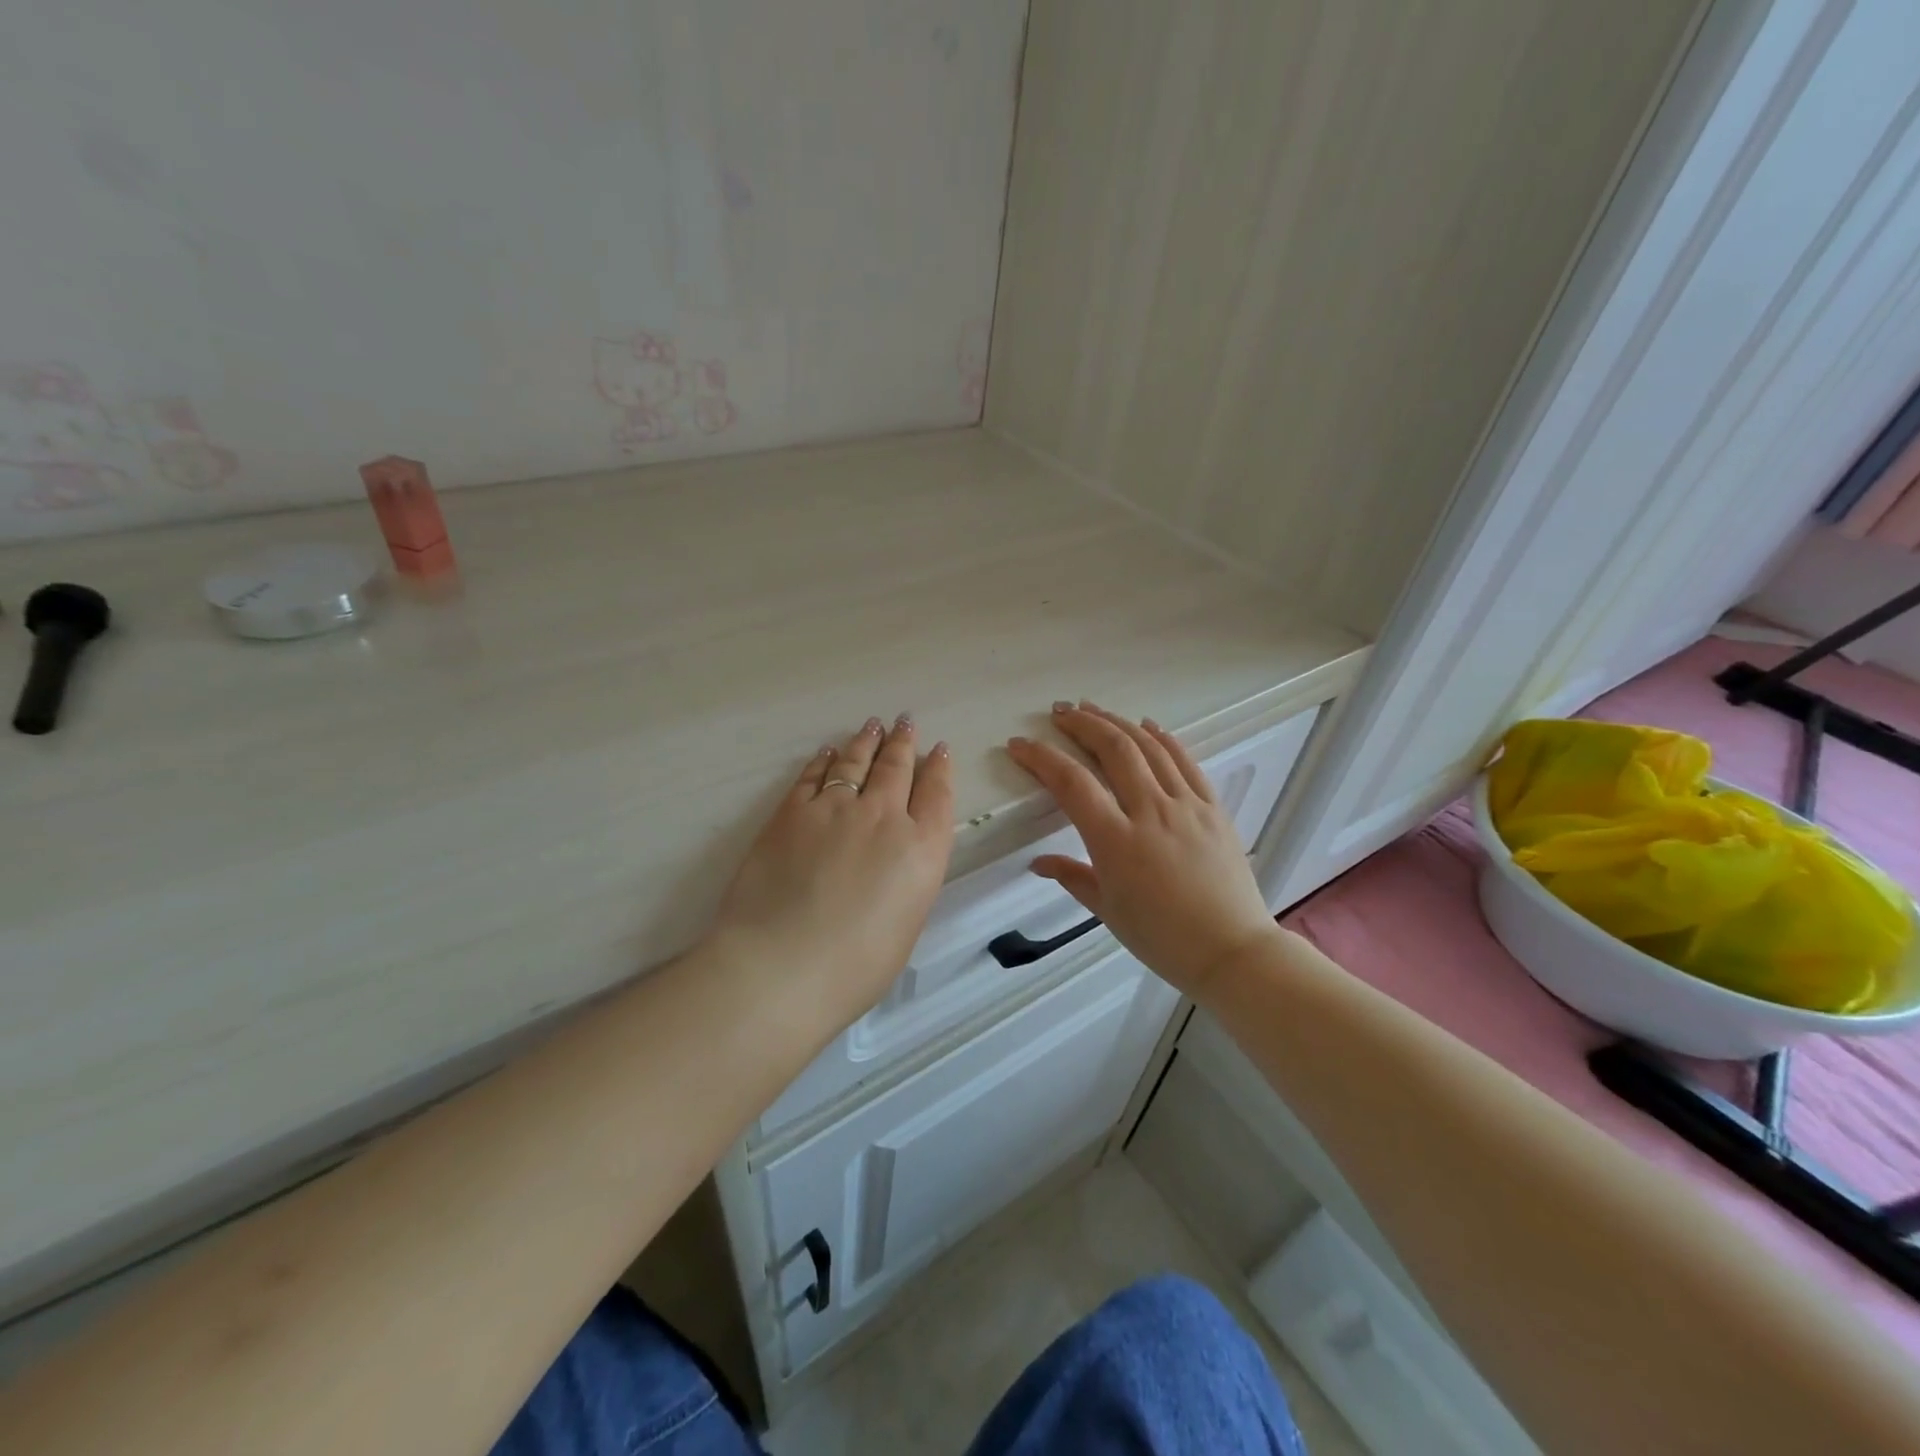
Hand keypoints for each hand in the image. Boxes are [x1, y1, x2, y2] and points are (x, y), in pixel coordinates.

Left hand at [711, 714, 954, 1021]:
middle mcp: (884, 817)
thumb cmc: (855, 967)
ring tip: (873, 726)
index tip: (939, 750)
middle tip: (906, 722)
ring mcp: (836, 809)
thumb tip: (897, 858)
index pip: (937, 795)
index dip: (939, 768)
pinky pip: (813, 775)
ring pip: (857, 762)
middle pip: (898, 768)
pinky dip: (824, 760)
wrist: (782, 967)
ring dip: (867, 741)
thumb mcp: (906, 923)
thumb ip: (908, 880)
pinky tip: (828, 752)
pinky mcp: (792, 812)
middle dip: (904, 743)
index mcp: (922, 850)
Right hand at [1006, 702, 1282, 999]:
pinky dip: (1164, 738)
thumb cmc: (1162, 938)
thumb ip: (1072, 877)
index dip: (1041, 758)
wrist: (1232, 951)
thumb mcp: (1107, 911)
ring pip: (1149, 747)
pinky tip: (1147, 725)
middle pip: (1113, 750)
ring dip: (1117, 722)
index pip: (1072, 784)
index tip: (1020, 744)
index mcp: (1117, 842)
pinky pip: (1186, 761)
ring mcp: (1187, 806)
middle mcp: (1151, 813)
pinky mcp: (1213, 808)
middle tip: (1059, 712)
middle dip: (1082, 724)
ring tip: (1093, 709)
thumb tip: (1038, 862)